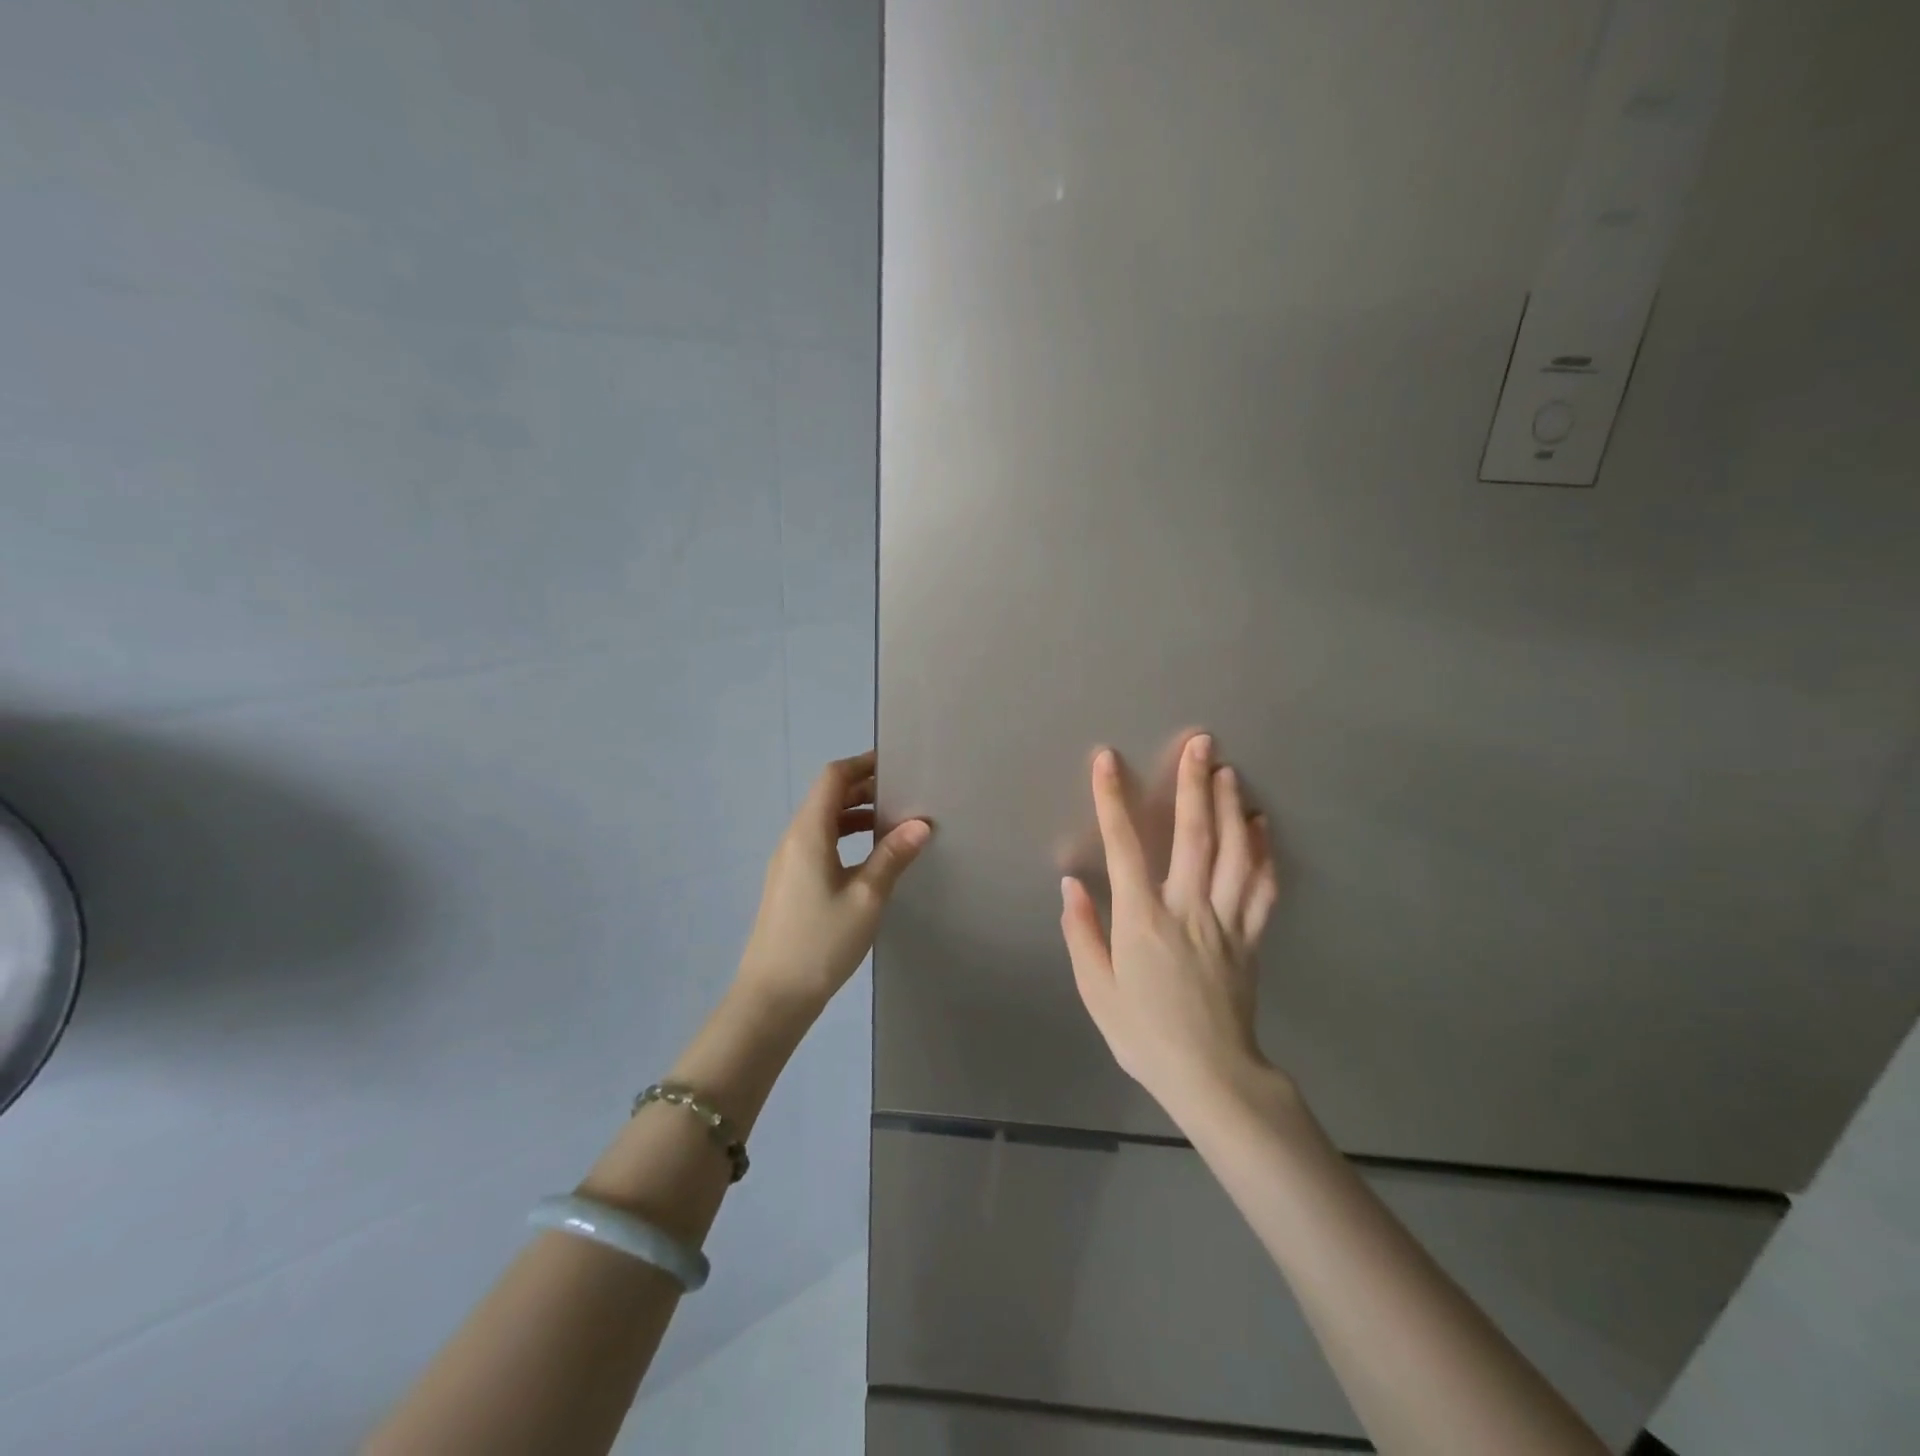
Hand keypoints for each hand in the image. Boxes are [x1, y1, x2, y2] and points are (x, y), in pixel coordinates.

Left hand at [737, 751, 931, 1014]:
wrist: (772, 997)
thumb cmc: (821, 942)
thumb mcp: (867, 898)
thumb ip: (892, 856)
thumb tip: (921, 823)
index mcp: (808, 833)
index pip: (833, 778)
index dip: (862, 764)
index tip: (895, 764)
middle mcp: (793, 839)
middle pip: (827, 797)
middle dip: (864, 788)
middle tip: (904, 793)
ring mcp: (788, 862)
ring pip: (824, 821)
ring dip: (855, 814)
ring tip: (894, 822)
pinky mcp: (790, 883)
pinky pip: (819, 843)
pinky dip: (845, 837)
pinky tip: (870, 857)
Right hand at [1060, 734, 1281, 1121]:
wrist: (1211, 1076)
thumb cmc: (1144, 1034)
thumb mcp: (1096, 990)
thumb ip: (1082, 933)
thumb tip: (1072, 884)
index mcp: (1142, 919)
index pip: (1124, 846)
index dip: (1112, 800)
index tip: (1107, 760)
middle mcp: (1187, 908)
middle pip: (1194, 835)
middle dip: (1194, 784)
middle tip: (1200, 743)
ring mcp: (1225, 920)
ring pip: (1235, 853)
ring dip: (1232, 807)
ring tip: (1229, 771)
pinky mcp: (1250, 938)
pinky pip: (1262, 888)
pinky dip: (1264, 853)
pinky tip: (1262, 827)